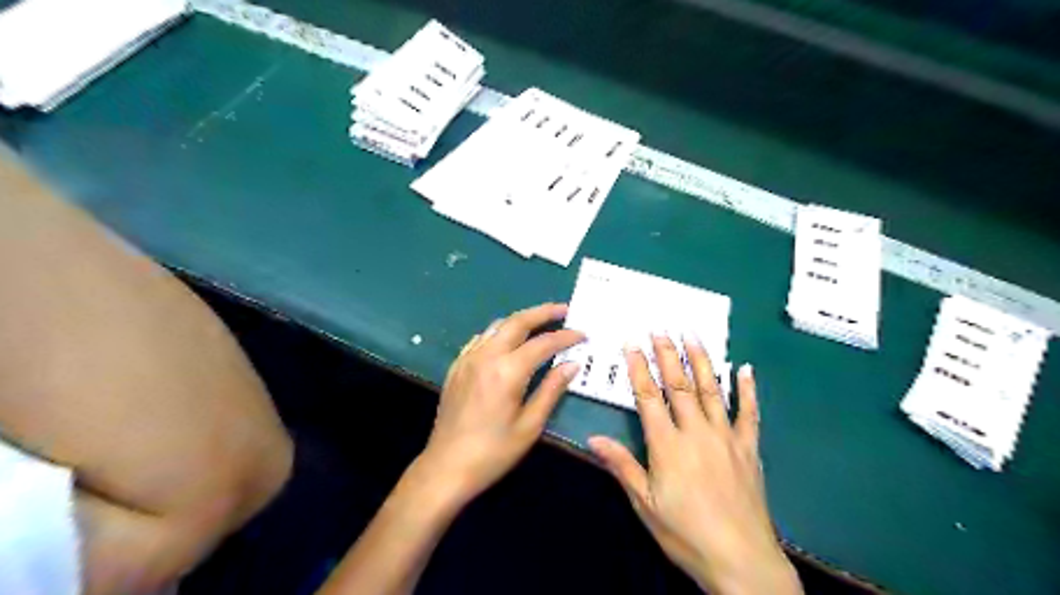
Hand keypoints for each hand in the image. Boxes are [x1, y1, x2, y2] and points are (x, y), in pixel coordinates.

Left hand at [414, 308, 582, 505]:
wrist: (446, 467)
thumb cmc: (494, 452)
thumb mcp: (530, 425)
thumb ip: (551, 390)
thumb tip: (572, 364)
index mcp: (507, 371)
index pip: (543, 343)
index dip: (565, 336)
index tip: (583, 334)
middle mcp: (486, 356)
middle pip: (518, 322)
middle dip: (543, 312)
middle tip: (564, 310)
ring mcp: (468, 359)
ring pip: (497, 326)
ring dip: (521, 319)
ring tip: (541, 321)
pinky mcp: (457, 366)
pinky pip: (481, 338)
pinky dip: (500, 331)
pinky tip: (508, 339)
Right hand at [588, 334, 803, 594]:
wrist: (741, 561)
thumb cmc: (686, 534)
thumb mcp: (646, 505)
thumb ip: (622, 466)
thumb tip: (593, 438)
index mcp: (668, 445)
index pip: (649, 397)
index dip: (639, 368)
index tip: (632, 343)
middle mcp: (696, 432)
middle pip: (679, 385)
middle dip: (668, 354)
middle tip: (661, 328)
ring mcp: (727, 437)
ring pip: (712, 390)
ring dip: (701, 360)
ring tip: (693, 335)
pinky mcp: (749, 448)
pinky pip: (749, 413)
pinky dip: (747, 389)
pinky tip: (745, 369)